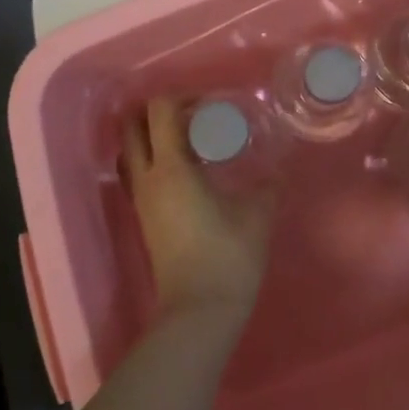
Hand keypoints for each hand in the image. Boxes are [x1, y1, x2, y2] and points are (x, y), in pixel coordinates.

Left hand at [122, 99, 276, 328]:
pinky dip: (153, 159)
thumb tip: (278, 166)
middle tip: (193, 115)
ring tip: (187, 140)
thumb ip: (268, 183)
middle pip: (132, 126)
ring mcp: (141, 200)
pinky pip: (137, 173)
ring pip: (130, 150)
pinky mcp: (144, 218)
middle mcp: (147, 178)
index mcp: (171, 168)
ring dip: (151, 136)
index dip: (182, 97)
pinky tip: (186, 169)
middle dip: (158, 111)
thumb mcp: (258, 214)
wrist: (199, 312)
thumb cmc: (228, 256)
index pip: (160, 111)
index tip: (211, 104)